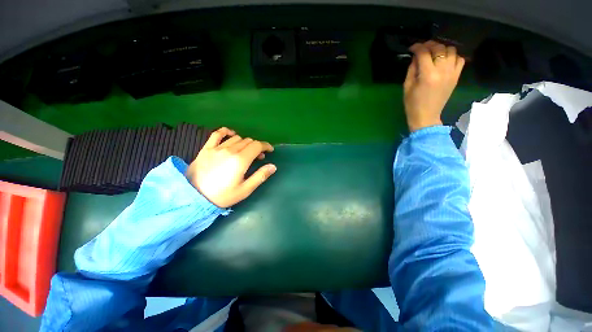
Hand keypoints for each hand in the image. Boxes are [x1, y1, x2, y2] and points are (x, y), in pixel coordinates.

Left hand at [185, 127, 275, 207]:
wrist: (194, 197)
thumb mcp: (245, 190)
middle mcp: (230, 150)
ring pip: (237, 138)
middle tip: (259, 156)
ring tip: (246, 151)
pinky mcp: (206, 148)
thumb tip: (273, 166)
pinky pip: (217, 134)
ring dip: (245, 142)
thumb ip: (260, 176)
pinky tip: (231, 134)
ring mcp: (217, 148)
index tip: (270, 150)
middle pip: (248, 141)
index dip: (266, 146)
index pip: (257, 145)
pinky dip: (226, 131)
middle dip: (257, 146)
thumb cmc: (222, 196)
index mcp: (240, 160)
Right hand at [403, 40, 464, 131]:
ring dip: (442, 48)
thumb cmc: (412, 103)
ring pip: (451, 51)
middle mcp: (442, 71)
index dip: (417, 47)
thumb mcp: (407, 86)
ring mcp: (452, 73)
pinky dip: (452, 56)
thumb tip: (416, 56)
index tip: (412, 48)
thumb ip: (412, 69)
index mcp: (427, 75)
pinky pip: (459, 59)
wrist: (426, 116)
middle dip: (429, 45)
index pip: (424, 53)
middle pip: (439, 48)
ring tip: (434, 53)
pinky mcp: (457, 76)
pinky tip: (445, 60)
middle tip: (422, 48)